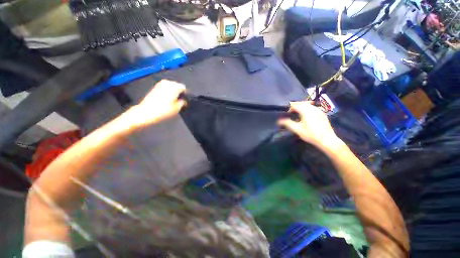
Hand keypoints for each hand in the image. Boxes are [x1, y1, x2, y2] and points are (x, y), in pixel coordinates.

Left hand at [124, 80, 185, 127]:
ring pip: (170, 86)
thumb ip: (183, 102)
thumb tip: (183, 100)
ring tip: (172, 101)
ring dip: (172, 92)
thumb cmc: (163, 111)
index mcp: (174, 87)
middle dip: (178, 92)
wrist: (146, 112)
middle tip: (178, 101)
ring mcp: (160, 84)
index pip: (183, 87)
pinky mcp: (155, 87)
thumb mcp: (177, 108)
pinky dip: (167, 92)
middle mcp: (167, 83)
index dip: (185, 94)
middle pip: (177, 85)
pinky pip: (164, 88)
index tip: (184, 100)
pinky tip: (166, 99)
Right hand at [278, 101, 341, 150]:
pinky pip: (313, 107)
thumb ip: (288, 123)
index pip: (295, 105)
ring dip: (301, 106)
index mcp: (306, 111)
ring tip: (297, 111)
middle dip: (295, 105)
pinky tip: (306, 114)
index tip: (286, 113)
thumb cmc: (311, 135)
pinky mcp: (322, 113)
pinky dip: (307, 108)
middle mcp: (313, 108)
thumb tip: (279, 121)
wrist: (327, 140)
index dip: (289, 108)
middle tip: (290, 111)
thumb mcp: (297, 130)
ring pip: (308, 104)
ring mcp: (319, 110)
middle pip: (302, 103)